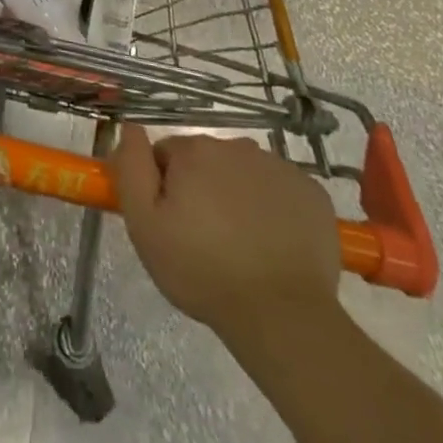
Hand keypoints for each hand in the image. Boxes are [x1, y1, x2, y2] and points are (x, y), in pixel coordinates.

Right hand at [113, 125, 341, 334]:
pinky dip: (275, 209)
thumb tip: (130, 127)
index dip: (164, 187)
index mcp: (195, 151)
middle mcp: (237, 147)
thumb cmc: (202, 271)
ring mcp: (280, 168)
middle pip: (208, 161)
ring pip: (245, 174)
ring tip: (241, 246)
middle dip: (202, 189)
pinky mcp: (312, 193)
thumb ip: (131, 168)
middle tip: (204, 239)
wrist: (282, 315)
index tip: (171, 222)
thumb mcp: (144, 225)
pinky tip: (274, 245)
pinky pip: (281, 192)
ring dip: (238, 197)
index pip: (167, 154)